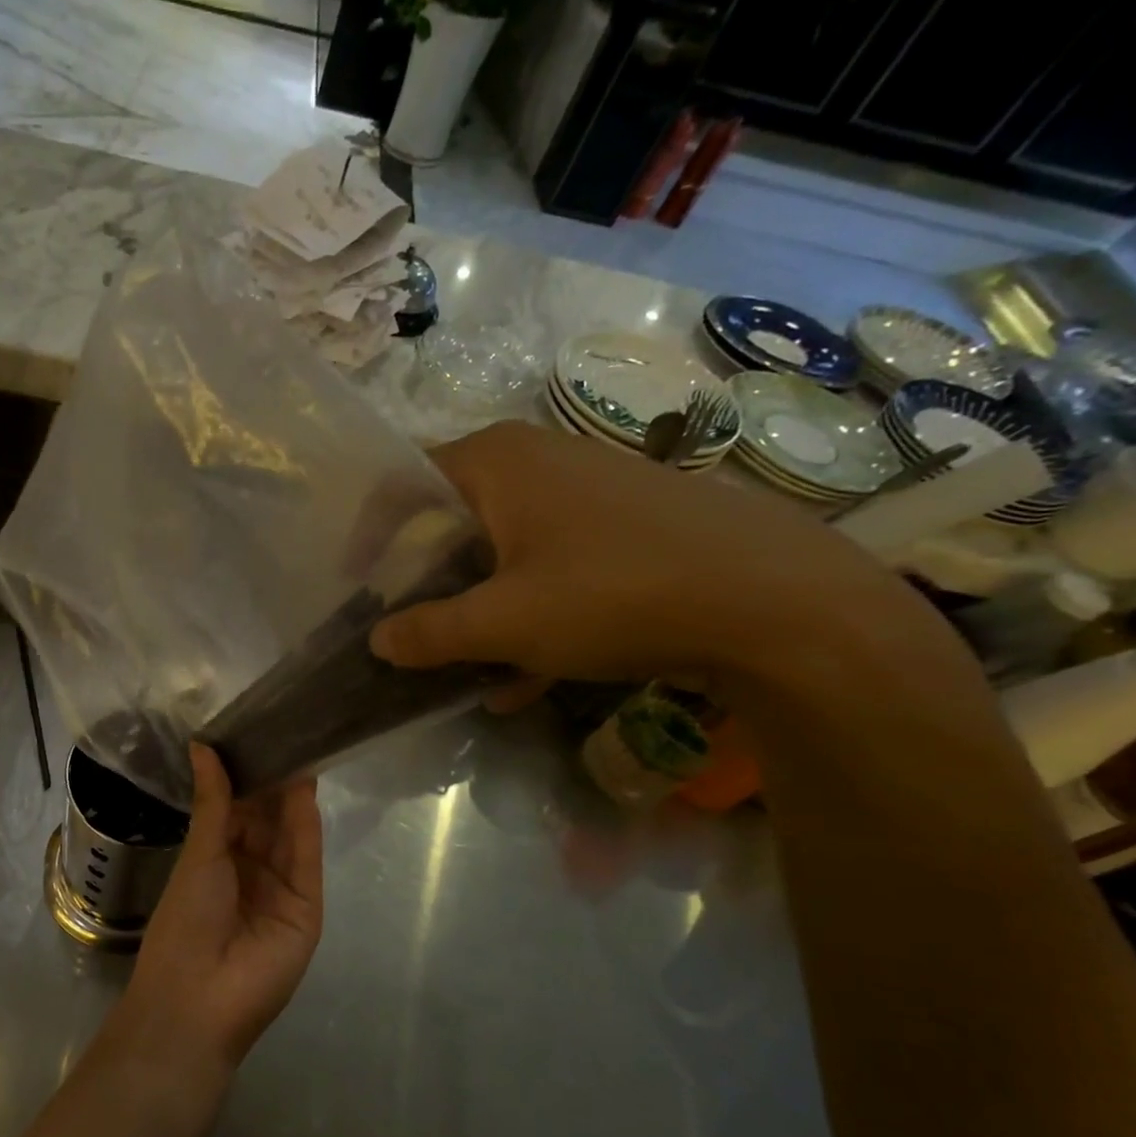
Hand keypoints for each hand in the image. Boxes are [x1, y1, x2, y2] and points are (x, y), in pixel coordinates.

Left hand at [113, 745, 322, 1076]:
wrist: (199, 999)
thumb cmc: (185, 922)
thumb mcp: (198, 854)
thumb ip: (213, 801)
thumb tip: (202, 745)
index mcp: (217, 859)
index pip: (237, 809)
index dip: (244, 774)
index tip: (253, 733)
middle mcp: (251, 870)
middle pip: (267, 818)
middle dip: (273, 779)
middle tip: (283, 729)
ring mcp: (281, 888)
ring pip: (290, 833)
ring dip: (293, 795)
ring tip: (298, 745)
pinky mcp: (307, 907)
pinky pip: (306, 858)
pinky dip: (306, 824)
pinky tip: (305, 788)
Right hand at [369, 421, 915, 686]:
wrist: (779, 603)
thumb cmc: (615, 593)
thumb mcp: (503, 622)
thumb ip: (428, 632)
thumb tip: (377, 640)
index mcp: (497, 460)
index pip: (404, 483)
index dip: (371, 536)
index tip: (356, 588)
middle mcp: (538, 459)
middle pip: (452, 519)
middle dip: (425, 581)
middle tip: (403, 629)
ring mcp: (588, 491)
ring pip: (502, 550)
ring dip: (476, 607)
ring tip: (461, 666)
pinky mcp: (626, 526)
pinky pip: (551, 566)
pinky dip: (529, 612)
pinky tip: (525, 677)